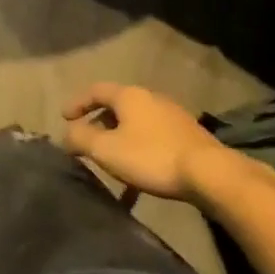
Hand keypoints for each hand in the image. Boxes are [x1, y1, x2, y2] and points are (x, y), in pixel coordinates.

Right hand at [60, 82, 266, 205]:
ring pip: (136, 125)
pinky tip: (138, 183)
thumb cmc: (151, 157)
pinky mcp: (187, 137)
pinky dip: (139, 154)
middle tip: (87, 141)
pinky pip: (153, 141)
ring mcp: (172, 117)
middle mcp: (150, 99)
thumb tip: (66, 135)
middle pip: (117, 107)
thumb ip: (80, 139)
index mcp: (129, 96)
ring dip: (120, 141)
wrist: (210, 174)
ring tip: (111, 163)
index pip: (95, 90)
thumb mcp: (106, 150)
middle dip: (99, 123)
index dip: (77, 103)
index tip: (64, 118)